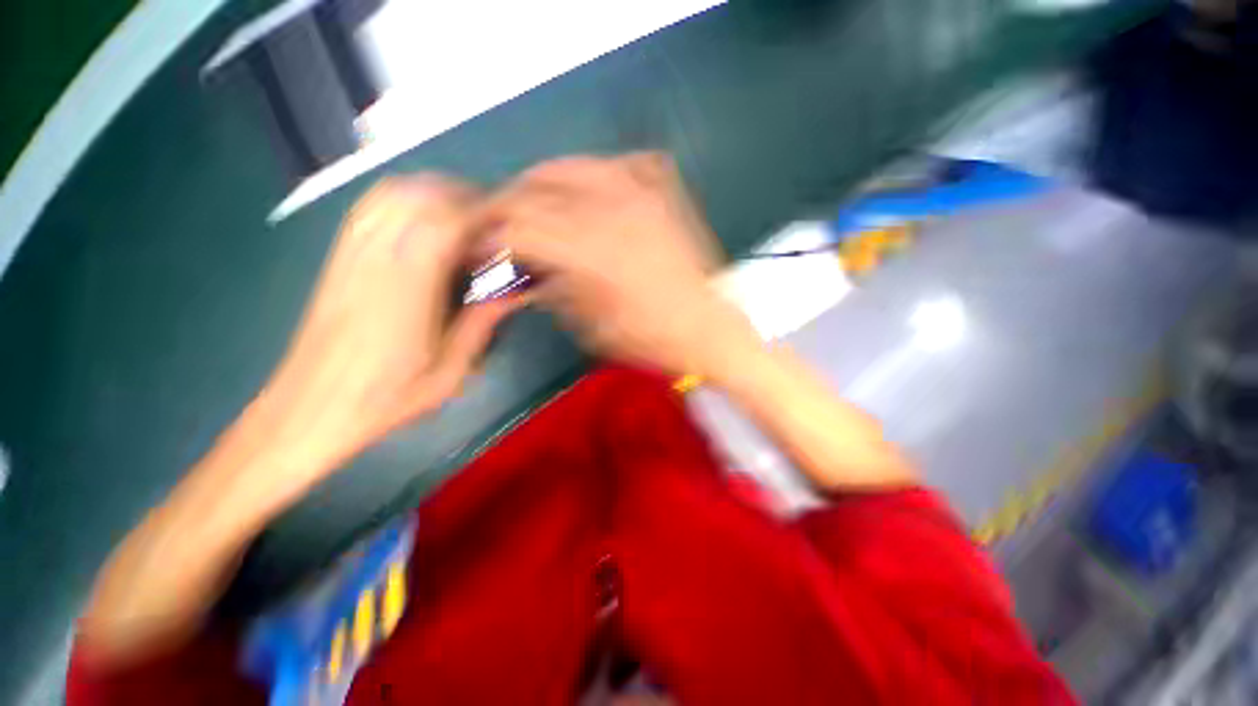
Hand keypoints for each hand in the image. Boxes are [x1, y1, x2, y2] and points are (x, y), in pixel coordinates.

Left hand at [259, 175, 518, 480]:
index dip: (482, 216)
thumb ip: (482, 324)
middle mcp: (375, 259)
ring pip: (392, 193)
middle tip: (493, 225)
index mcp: (407, 290)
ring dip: (434, 194)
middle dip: (464, 199)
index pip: (446, 222)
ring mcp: (350, 253)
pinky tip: (424, 222)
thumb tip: (515, 292)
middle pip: (419, 196)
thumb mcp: (450, 372)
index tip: (508, 229)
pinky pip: (370, 207)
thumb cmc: (385, 399)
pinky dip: (404, 200)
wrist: (308, 411)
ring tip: (464, 219)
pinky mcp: (337, 256)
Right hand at [484, 153, 758, 377]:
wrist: (706, 328)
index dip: (488, 238)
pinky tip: (587, 191)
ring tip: (531, 203)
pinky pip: (618, 163)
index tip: (479, 251)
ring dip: (539, 182)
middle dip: (504, 206)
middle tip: (496, 225)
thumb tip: (524, 269)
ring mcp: (640, 194)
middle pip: (535, 189)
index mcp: (589, 251)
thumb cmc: (649, 339)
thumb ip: (552, 289)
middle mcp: (609, 210)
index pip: (518, 228)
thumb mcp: (591, 326)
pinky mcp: (661, 194)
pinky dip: (593, 172)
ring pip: (570, 165)